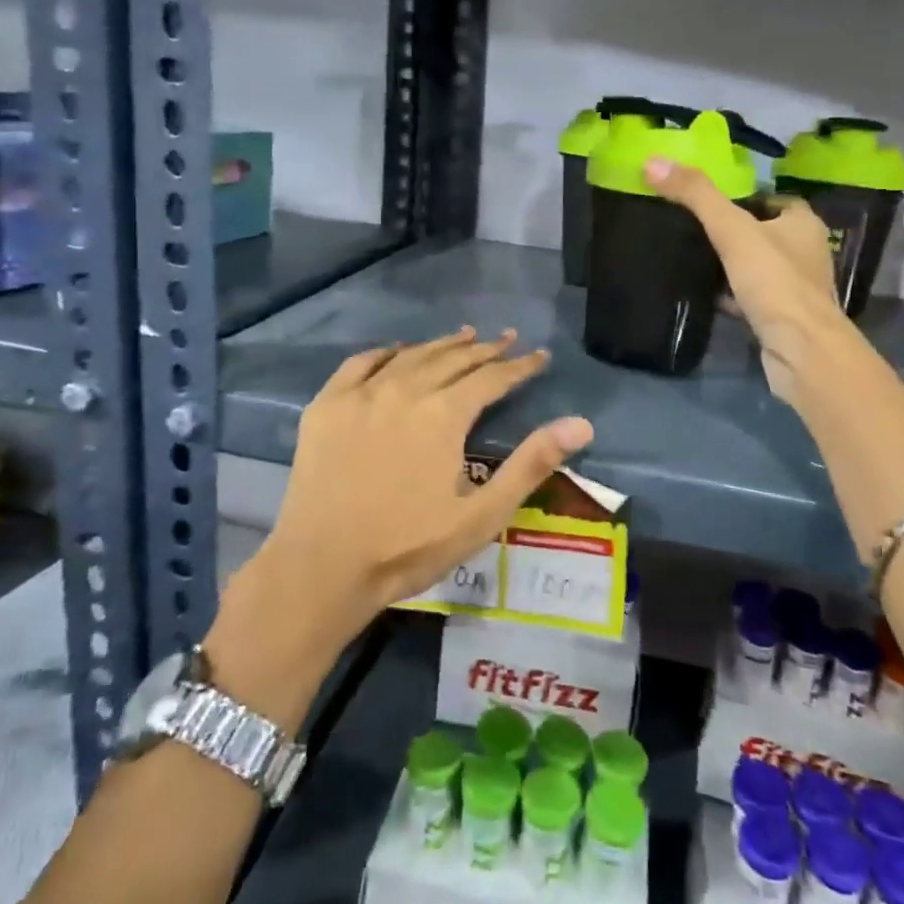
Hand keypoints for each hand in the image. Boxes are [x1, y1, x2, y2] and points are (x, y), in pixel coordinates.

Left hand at [248, 329, 594, 654]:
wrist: (322, 568)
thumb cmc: (408, 547)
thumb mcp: (481, 515)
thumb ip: (531, 464)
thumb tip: (581, 423)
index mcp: (443, 414)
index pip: (492, 377)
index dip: (519, 366)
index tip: (539, 356)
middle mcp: (404, 390)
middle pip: (452, 359)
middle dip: (484, 349)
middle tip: (506, 339)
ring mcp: (361, 394)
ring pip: (410, 355)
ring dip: (441, 344)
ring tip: (463, 336)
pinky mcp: (326, 406)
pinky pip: (360, 364)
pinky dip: (385, 352)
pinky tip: (396, 350)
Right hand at [644, 157, 857, 409]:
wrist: (801, 351)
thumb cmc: (774, 282)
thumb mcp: (731, 230)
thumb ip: (696, 196)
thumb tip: (653, 161)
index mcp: (803, 224)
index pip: (774, 199)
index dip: (745, 197)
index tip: (710, 200)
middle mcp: (805, 253)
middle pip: (764, 233)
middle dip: (734, 231)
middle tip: (693, 227)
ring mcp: (795, 289)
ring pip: (757, 268)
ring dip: (731, 265)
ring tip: (692, 258)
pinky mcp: (781, 319)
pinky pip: (752, 298)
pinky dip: (730, 296)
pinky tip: (704, 296)